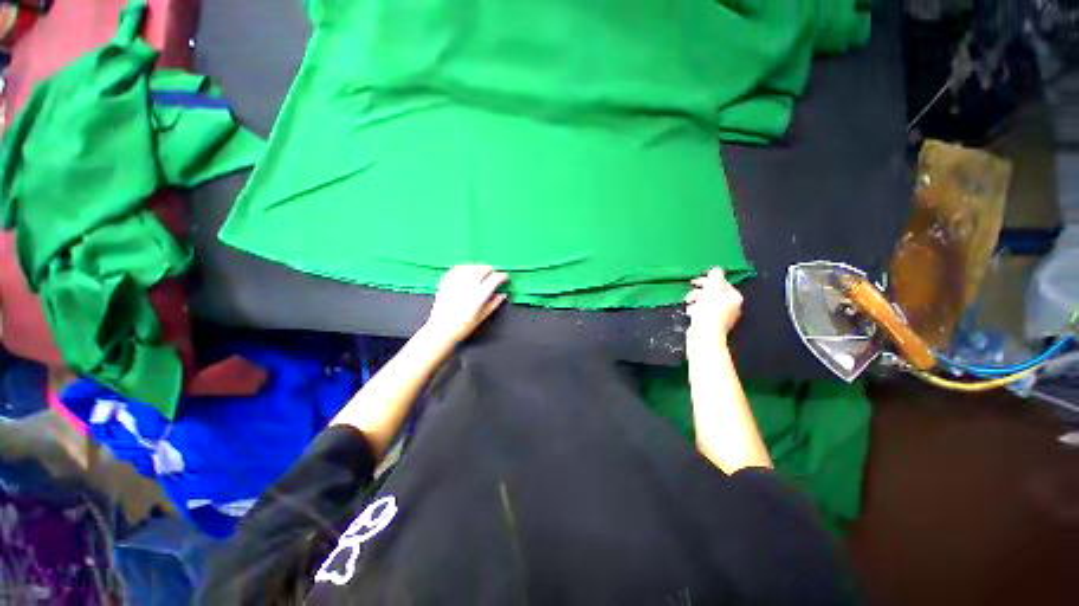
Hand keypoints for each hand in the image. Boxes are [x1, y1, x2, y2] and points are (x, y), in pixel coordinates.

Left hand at [424, 265, 508, 345]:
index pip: (495, 278)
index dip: (503, 276)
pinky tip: (468, 271)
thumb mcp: (481, 317)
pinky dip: (465, 267)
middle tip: (494, 275)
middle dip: (491, 270)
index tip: (505, 278)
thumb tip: (503, 294)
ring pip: (471, 266)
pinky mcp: (446, 282)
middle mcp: (468, 285)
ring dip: (479, 267)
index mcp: (479, 295)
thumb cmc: (462, 326)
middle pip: (483, 269)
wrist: (441, 329)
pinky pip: (458, 268)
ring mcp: (456, 282)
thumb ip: (494, 303)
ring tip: (482, 272)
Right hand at [685, 267, 742, 351]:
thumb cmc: (709, 313)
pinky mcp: (712, 323)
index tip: (694, 282)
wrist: (704, 336)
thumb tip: (716, 270)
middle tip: (690, 296)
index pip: (721, 283)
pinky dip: (696, 310)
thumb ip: (714, 277)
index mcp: (734, 297)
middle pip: (713, 292)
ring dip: (695, 300)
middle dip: (699, 292)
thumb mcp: (711, 290)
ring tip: (689, 305)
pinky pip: (703, 311)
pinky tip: (690, 313)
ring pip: (706, 302)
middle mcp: (731, 306)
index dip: (707, 281)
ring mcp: (722, 316)